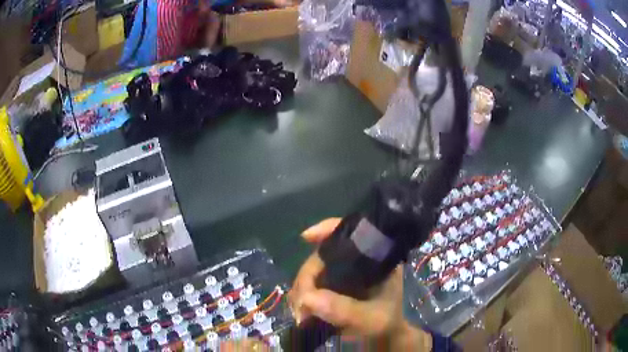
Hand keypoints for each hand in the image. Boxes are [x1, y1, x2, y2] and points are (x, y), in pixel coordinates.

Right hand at [288, 218, 432, 349]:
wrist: (383, 339)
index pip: (353, 234)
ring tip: (300, 314)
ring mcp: (343, 275)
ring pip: (313, 272)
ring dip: (301, 291)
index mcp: (376, 261)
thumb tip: (307, 298)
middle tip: (301, 305)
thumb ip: (345, 310)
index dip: (328, 229)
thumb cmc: (385, 325)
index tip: (306, 237)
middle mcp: (358, 262)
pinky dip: (301, 297)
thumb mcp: (372, 320)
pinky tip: (300, 311)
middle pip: (324, 256)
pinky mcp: (332, 287)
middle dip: (306, 278)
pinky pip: (310, 286)